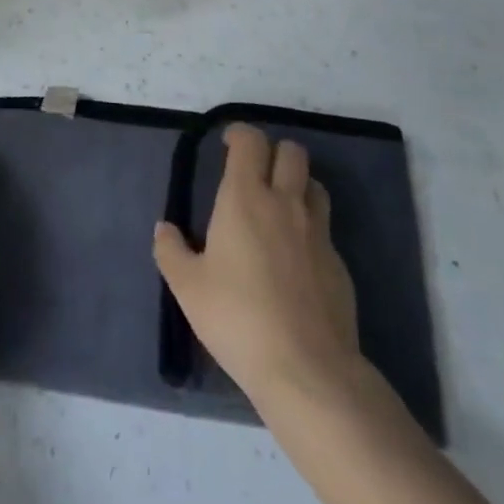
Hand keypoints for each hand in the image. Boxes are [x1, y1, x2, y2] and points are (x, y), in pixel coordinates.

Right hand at [153, 124, 361, 411]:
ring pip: (314, 184)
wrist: (307, 368)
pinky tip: (295, 259)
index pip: (250, 141)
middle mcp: (285, 203)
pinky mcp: (339, 263)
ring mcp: (317, 232)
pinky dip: (309, 228)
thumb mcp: (188, 288)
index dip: (239, 134)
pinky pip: (324, 228)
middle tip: (255, 173)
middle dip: (274, 152)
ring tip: (279, 206)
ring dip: (297, 184)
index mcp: (245, 198)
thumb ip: (171, 251)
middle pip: (292, 152)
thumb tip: (164, 229)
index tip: (228, 144)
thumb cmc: (237, 318)